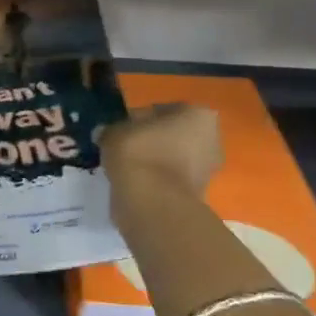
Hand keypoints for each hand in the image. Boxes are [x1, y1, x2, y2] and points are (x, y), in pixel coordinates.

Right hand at [101, 103, 222, 196]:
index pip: (163, 110)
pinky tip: (134, 185)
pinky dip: (155, 182)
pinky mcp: (197, 197)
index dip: (139, 119)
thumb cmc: (139, 153)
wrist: (153, 204)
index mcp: (198, 115)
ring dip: (153, 163)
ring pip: (173, 160)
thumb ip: (111, 130)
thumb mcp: (115, 132)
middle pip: (173, 135)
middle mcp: (211, 140)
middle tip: (124, 148)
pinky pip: (170, 181)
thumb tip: (104, 134)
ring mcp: (207, 171)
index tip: (121, 129)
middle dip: (151, 141)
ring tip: (125, 168)